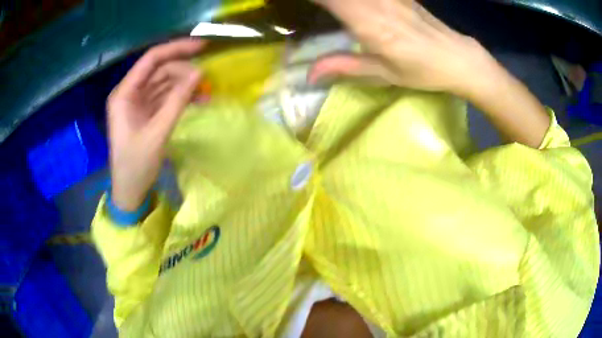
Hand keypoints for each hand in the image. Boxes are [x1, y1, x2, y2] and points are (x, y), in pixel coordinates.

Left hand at [108, 38, 204, 210]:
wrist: (129, 191)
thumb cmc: (136, 165)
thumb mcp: (157, 133)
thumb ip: (177, 101)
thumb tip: (199, 73)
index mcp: (124, 94)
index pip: (151, 60)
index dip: (176, 49)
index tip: (202, 46)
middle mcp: (130, 93)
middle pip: (160, 70)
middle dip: (183, 71)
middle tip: (206, 80)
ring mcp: (138, 102)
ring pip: (165, 82)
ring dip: (185, 84)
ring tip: (206, 91)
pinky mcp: (146, 112)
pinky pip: (166, 96)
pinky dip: (181, 96)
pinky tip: (198, 99)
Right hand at [309, 0, 497, 97]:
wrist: (458, 58)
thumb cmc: (422, 71)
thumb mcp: (383, 74)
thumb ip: (344, 66)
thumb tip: (308, 75)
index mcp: (369, 24)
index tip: (287, 3)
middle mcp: (377, 3)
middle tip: (313, 8)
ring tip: (329, 8)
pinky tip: (355, 5)